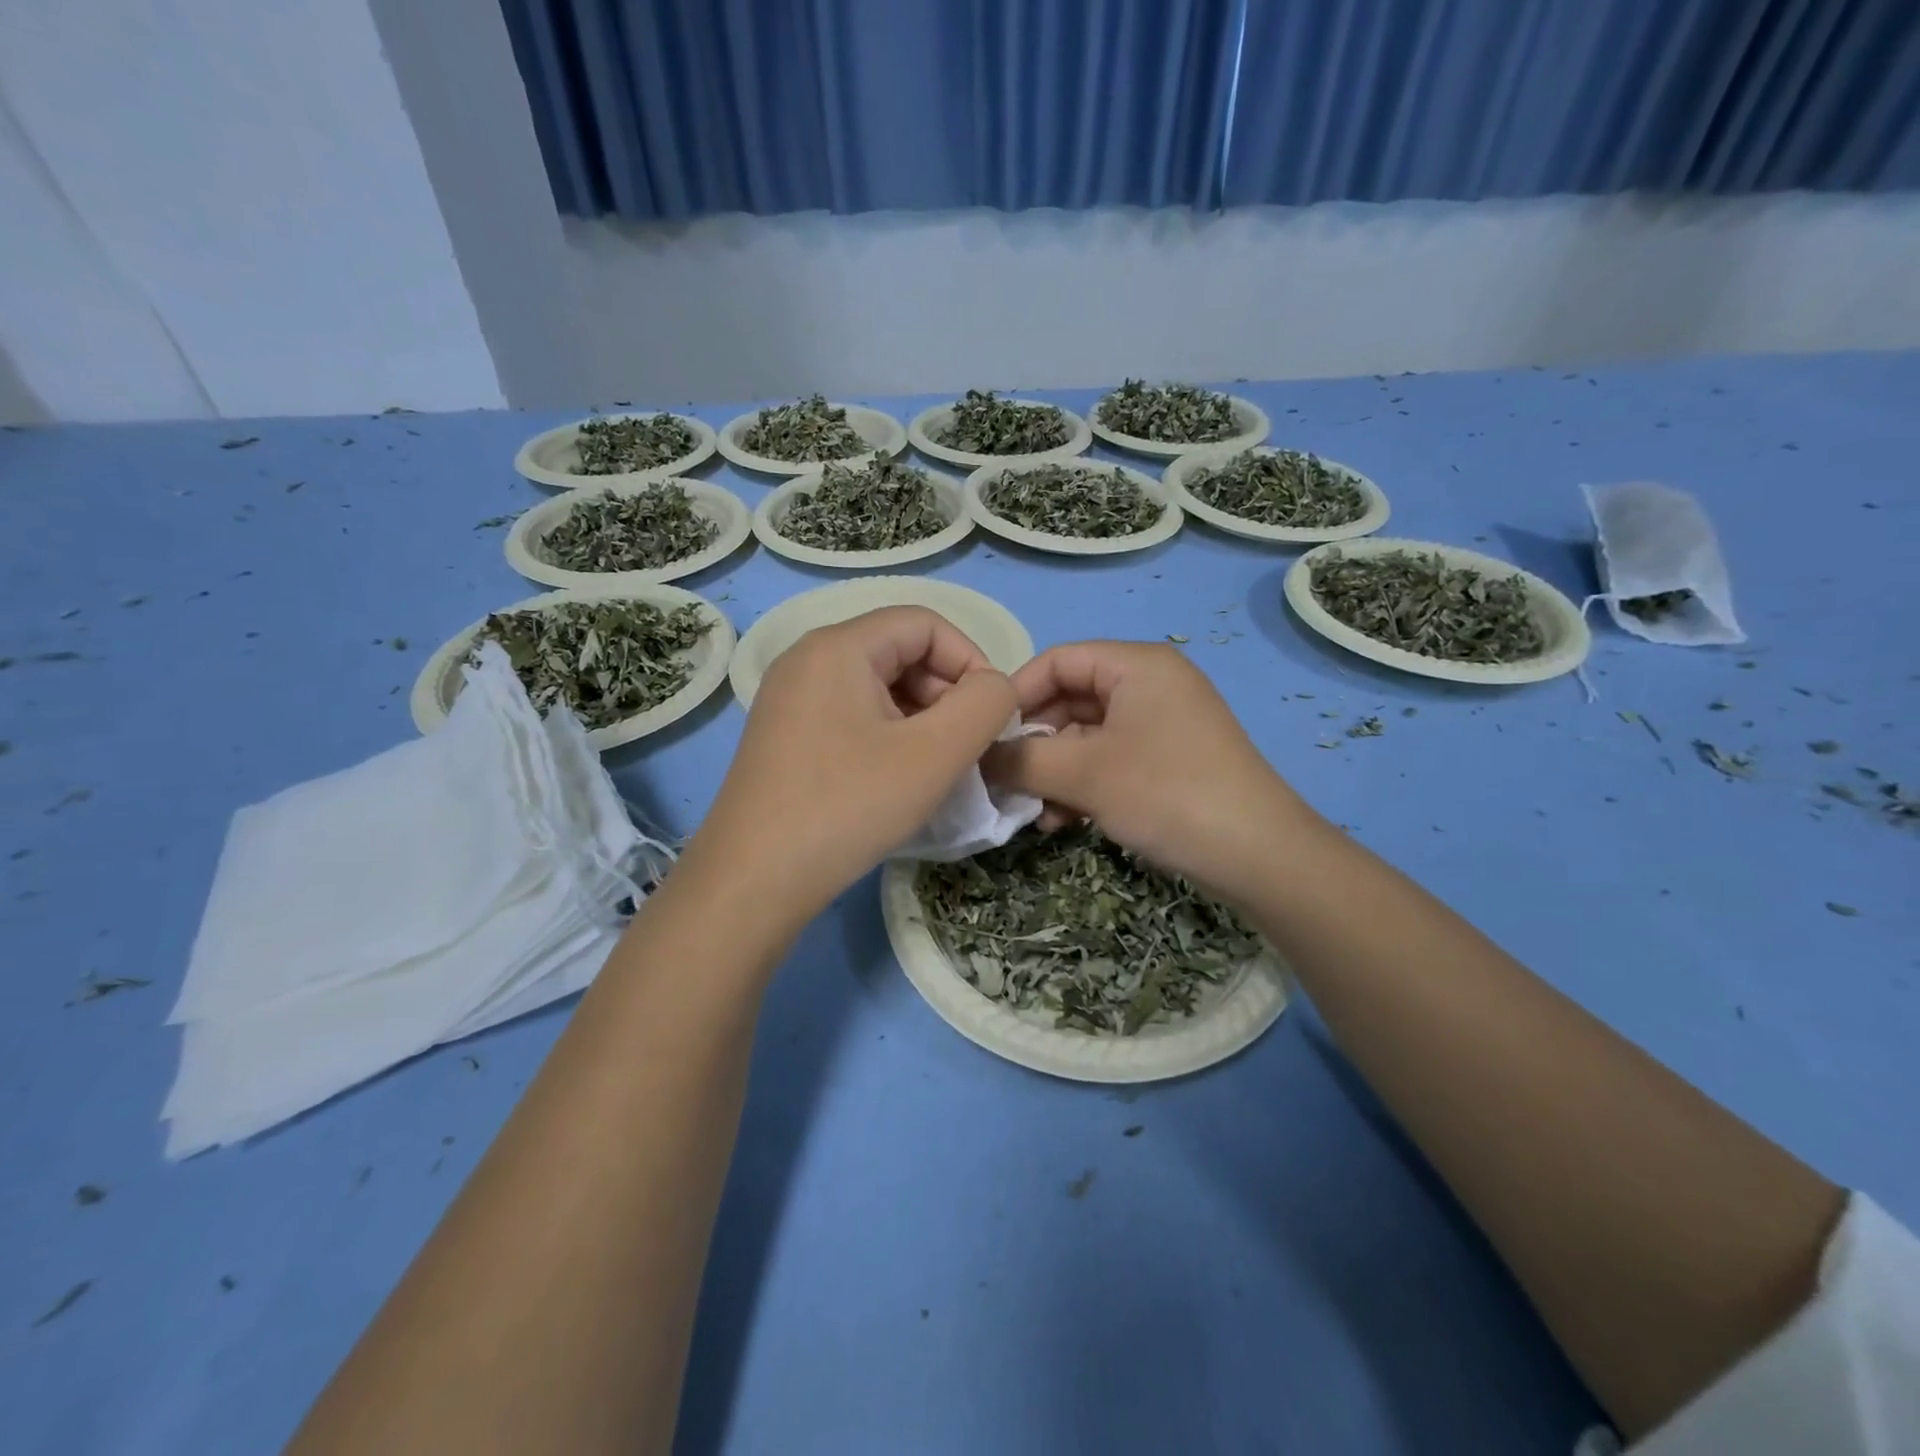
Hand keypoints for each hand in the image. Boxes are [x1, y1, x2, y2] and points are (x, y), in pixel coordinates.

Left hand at [687, 606, 1015, 926]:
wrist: (752, 881)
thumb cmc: (848, 807)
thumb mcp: (935, 754)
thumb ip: (985, 705)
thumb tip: (995, 687)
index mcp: (839, 647)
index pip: (925, 624)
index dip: (971, 660)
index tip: (990, 716)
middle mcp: (807, 659)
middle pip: (900, 652)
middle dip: (946, 693)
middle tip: (966, 749)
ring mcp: (789, 698)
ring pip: (877, 687)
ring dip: (920, 719)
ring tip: (937, 769)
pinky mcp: (783, 735)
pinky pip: (851, 714)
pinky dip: (888, 736)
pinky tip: (897, 779)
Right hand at [984, 642, 1320, 901]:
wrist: (1258, 855)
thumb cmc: (1166, 793)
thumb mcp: (1083, 774)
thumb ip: (1022, 760)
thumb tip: (978, 757)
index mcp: (1136, 665)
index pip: (1058, 660)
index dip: (1016, 694)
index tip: (985, 735)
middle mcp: (1150, 685)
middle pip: (1070, 700)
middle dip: (1034, 742)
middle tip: (1006, 780)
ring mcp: (1163, 724)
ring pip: (1087, 737)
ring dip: (1054, 772)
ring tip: (1035, 813)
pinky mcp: (1170, 761)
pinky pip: (1111, 760)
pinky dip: (1083, 785)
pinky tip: (1064, 822)